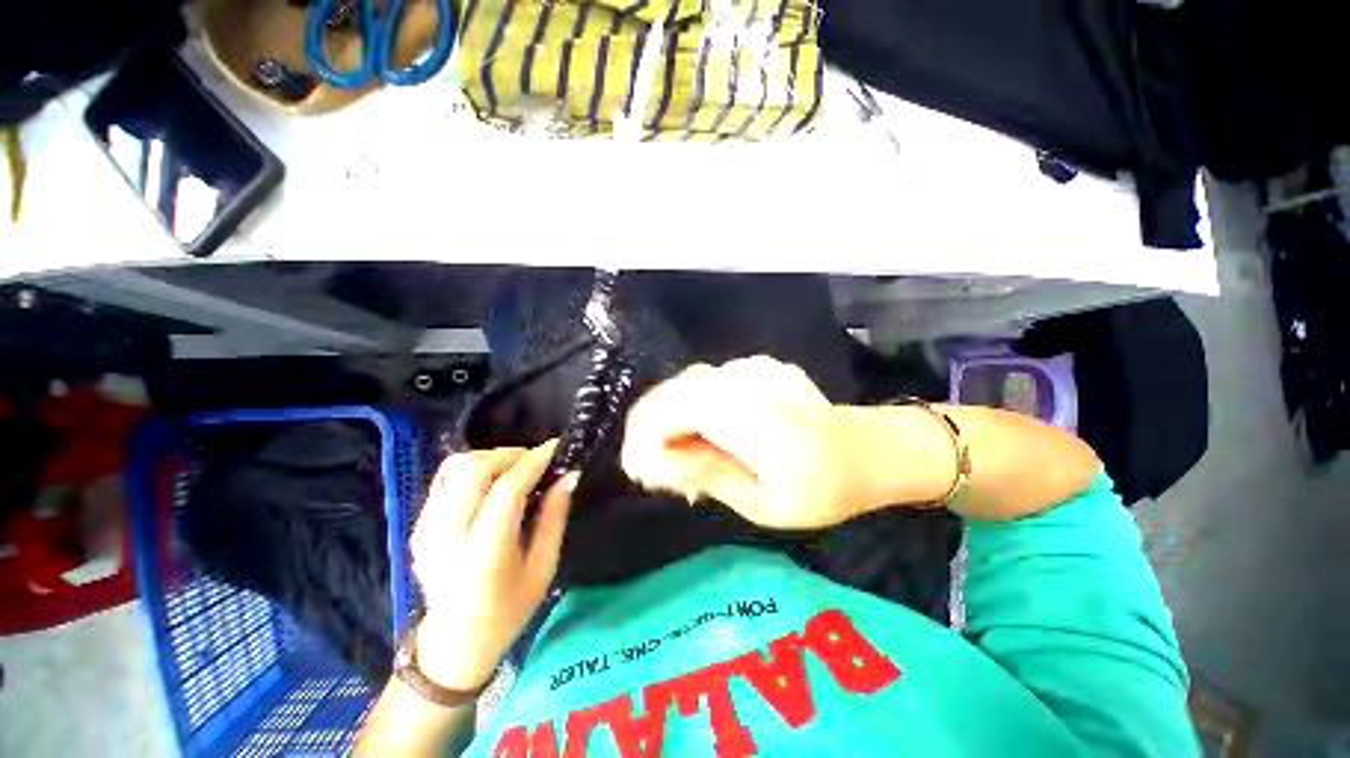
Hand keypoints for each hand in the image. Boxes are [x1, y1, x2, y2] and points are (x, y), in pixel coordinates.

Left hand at [409, 442, 575, 690]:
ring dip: (490, 459)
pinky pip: (445, 480)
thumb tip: (568, 475)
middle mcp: (447, 537)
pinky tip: (492, 484)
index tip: (555, 447)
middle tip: (535, 459)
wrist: (453, 645)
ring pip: (454, 468)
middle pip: (473, 469)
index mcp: (483, 553)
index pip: (506, 490)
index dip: (533, 462)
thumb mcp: (543, 567)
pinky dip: (473, 471)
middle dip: (510, 454)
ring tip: (515, 469)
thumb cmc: (508, 610)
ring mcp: (425, 530)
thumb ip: (555, 516)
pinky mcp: (418, 527)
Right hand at [621, 356, 873, 529]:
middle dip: (653, 433)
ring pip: (685, 387)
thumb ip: (708, 474)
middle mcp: (743, 379)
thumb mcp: (763, 504)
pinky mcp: (756, 366)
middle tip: (665, 474)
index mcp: (746, 415)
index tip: (642, 474)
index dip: (642, 439)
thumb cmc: (823, 488)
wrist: (868, 450)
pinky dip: (695, 410)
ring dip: (673, 421)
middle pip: (670, 394)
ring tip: (688, 460)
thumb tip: (658, 459)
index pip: (666, 410)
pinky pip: (708, 384)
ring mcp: (751, 367)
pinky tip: (711, 436)